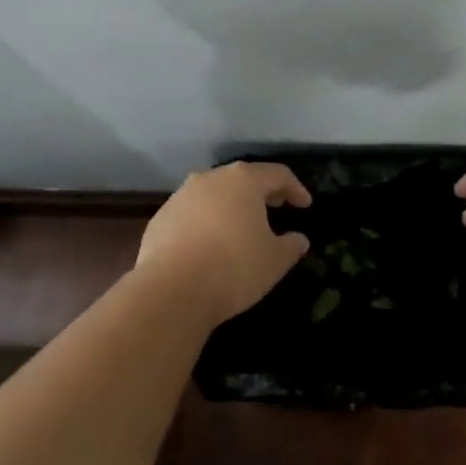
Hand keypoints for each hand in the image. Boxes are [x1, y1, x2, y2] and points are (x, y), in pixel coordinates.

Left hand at [134, 162, 312, 324]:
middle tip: (276, 207)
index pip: (277, 174)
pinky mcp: (161, 217)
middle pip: (242, 178)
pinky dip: (206, 221)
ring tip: (242, 226)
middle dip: (262, 192)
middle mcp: (210, 179)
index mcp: (243, 181)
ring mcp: (181, 196)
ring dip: (231, 205)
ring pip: (214, 193)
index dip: (295, 188)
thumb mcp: (275, 261)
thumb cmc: (234, 268)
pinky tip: (210, 243)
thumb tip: (299, 239)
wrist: (172, 290)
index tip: (304, 205)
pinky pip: (192, 213)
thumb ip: (291, 246)